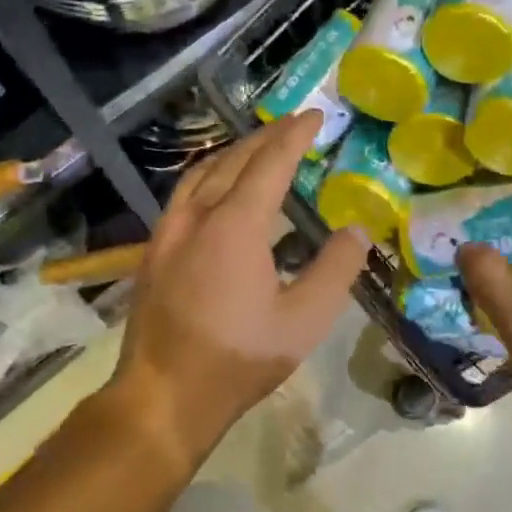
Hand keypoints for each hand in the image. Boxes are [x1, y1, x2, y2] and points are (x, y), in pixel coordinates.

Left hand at [108, 110, 368, 470]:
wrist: (163, 395)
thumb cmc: (239, 358)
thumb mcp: (304, 321)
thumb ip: (335, 270)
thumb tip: (357, 231)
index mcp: (236, 225)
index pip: (270, 163)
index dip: (295, 135)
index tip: (316, 115)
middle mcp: (197, 216)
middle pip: (233, 160)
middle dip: (266, 136)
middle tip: (293, 124)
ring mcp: (168, 232)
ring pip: (202, 174)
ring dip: (233, 153)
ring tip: (258, 148)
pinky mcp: (154, 252)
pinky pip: (185, 195)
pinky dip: (210, 176)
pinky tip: (218, 192)